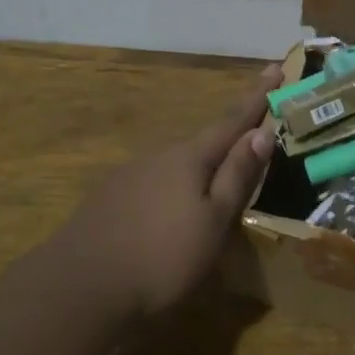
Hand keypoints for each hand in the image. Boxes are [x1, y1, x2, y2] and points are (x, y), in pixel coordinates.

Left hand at [56, 64, 280, 318]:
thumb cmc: (161, 256)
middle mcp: (160, 154)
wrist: (79, 287)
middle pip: (204, 140)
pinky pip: (154, 180)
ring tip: (214, 180)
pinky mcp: (110, 196)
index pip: (233, 119)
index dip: (257, 96)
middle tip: (253, 128)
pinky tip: (169, 207)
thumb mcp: (213, 221)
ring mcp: (130, 173)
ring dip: (200, 164)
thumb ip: (237, 175)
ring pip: (177, 162)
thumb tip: (262, 131)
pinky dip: (172, 185)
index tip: (275, 67)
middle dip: (230, 134)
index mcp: (190, 157)